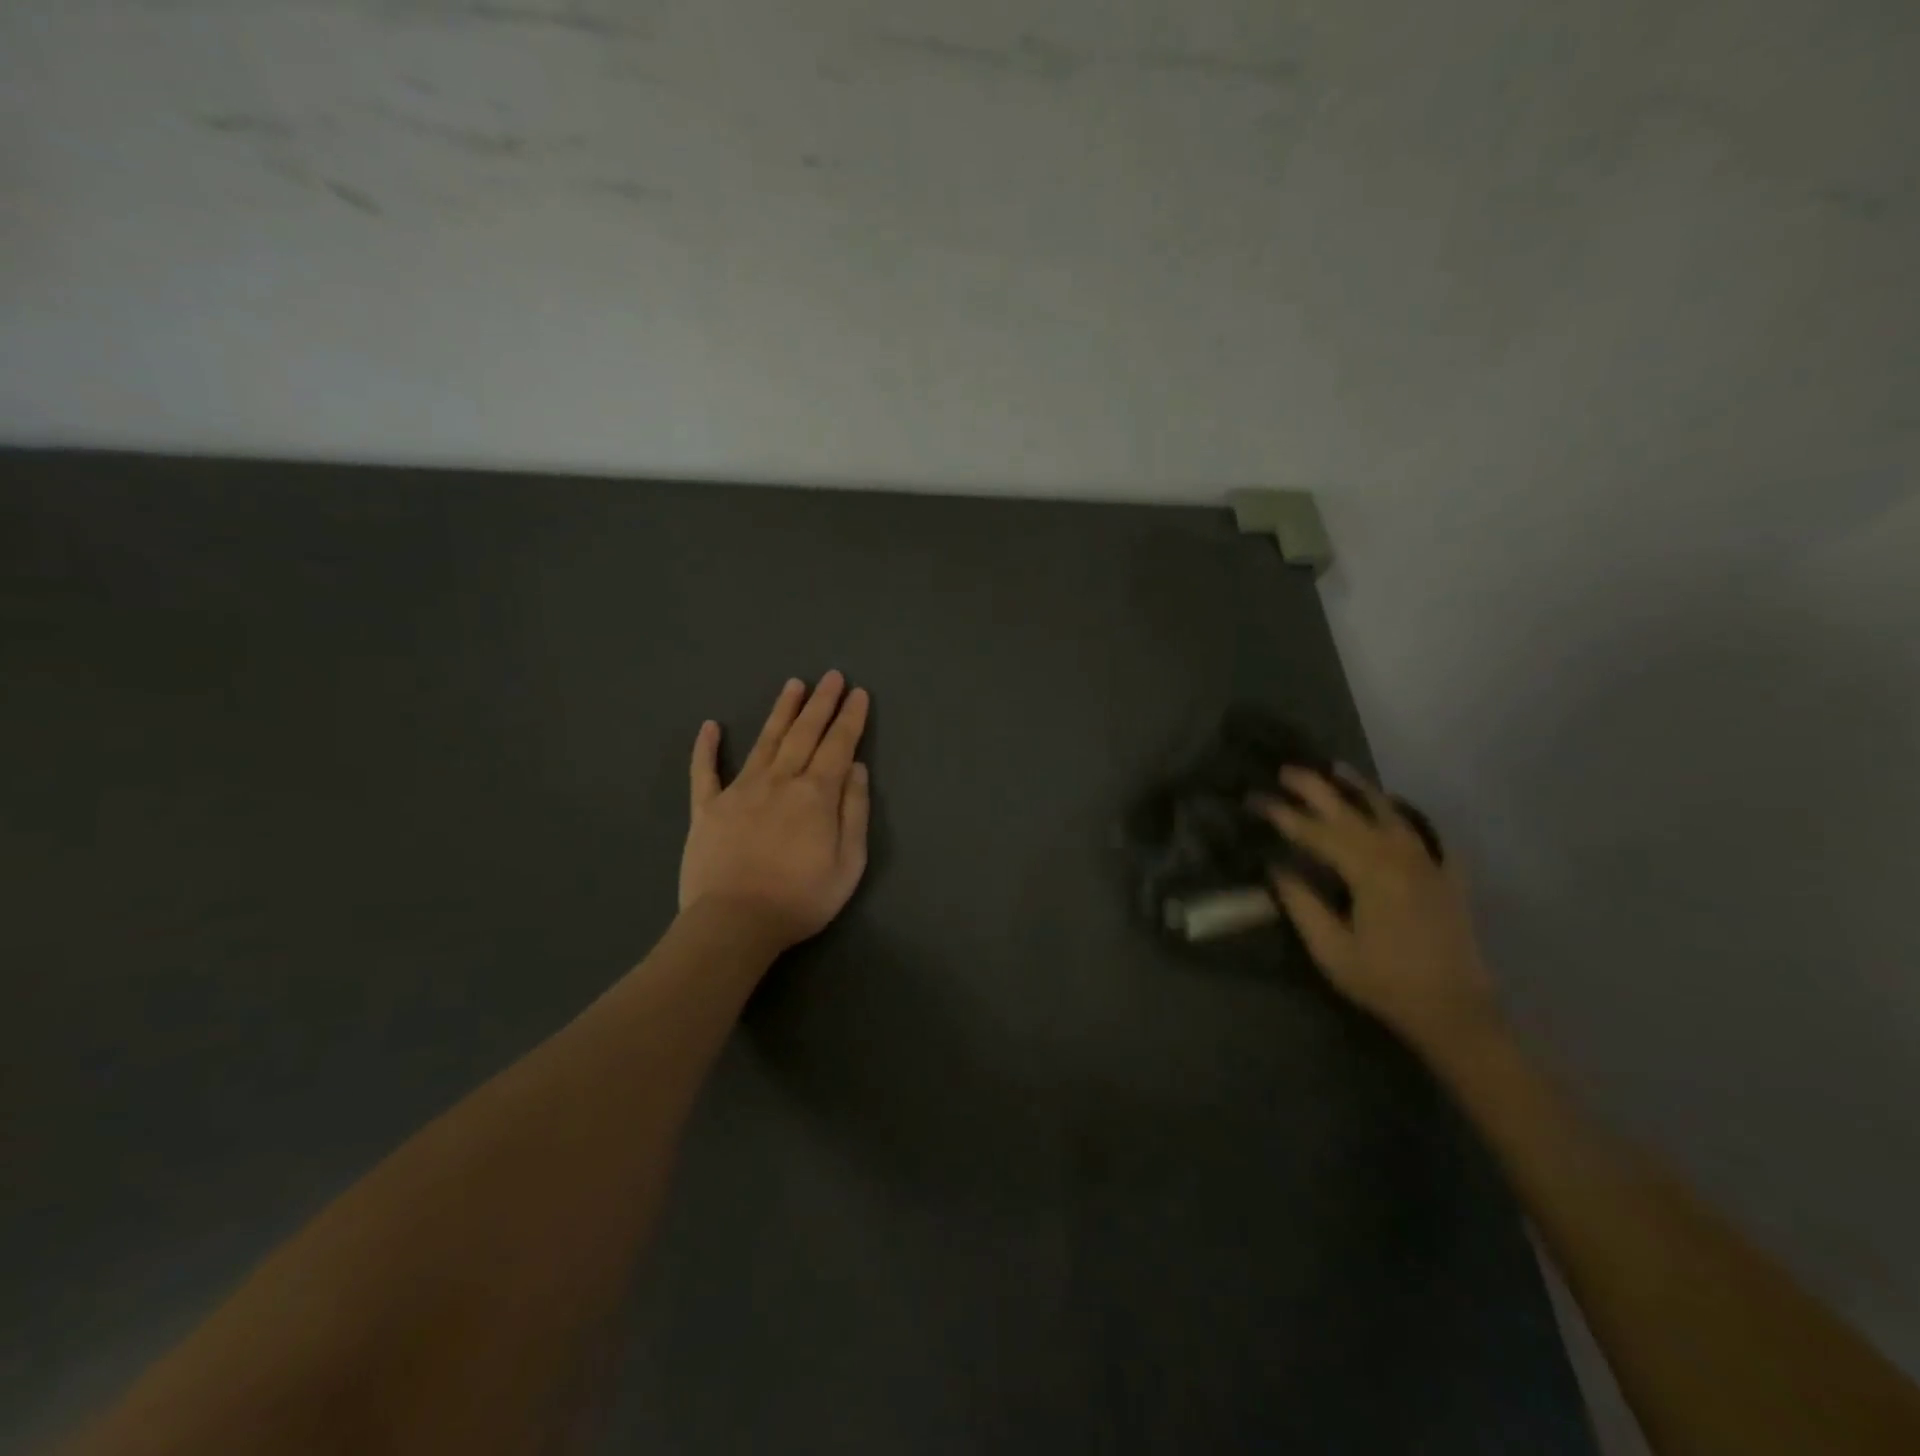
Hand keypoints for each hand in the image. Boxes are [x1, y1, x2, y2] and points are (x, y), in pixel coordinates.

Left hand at [679, 672, 871, 950]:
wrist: (734, 923)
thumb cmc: (800, 898)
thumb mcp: (849, 862)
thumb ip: (854, 811)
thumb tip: (856, 768)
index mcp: (815, 794)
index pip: (838, 745)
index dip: (850, 718)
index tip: (858, 693)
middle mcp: (779, 781)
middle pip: (804, 733)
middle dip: (821, 703)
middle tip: (832, 676)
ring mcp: (739, 791)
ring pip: (765, 741)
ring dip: (781, 711)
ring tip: (793, 684)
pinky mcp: (707, 809)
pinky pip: (705, 772)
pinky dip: (706, 748)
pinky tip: (710, 727)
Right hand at [1258, 767, 1498, 1057]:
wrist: (1456, 1012)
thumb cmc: (1384, 981)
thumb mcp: (1330, 949)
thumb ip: (1301, 903)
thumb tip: (1275, 867)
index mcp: (1368, 871)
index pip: (1315, 832)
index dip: (1282, 814)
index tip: (1253, 799)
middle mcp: (1399, 855)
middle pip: (1350, 811)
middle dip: (1315, 788)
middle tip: (1286, 771)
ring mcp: (1427, 861)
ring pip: (1389, 811)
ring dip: (1359, 788)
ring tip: (1335, 768)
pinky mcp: (1445, 875)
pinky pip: (1422, 831)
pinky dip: (1403, 812)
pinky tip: (1391, 804)